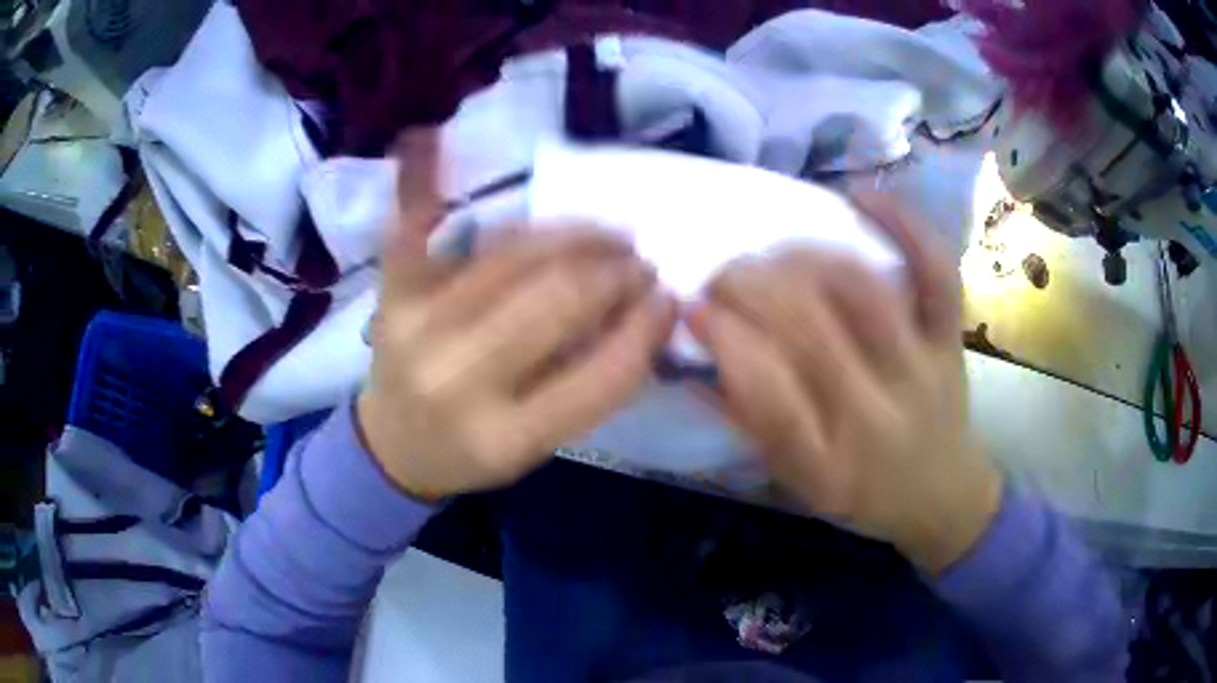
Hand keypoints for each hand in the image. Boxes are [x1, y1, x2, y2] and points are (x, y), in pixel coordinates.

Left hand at [358, 133, 676, 498]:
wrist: (393, 446)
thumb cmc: (473, 451)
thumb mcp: (536, 447)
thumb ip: (587, 386)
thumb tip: (639, 312)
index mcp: (503, 436)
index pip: (598, 374)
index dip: (644, 329)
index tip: (669, 297)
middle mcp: (456, 377)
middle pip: (557, 299)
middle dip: (614, 271)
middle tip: (638, 258)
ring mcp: (415, 325)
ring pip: (511, 254)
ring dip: (571, 233)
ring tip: (604, 234)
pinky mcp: (390, 295)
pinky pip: (409, 226)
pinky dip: (419, 180)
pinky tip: (425, 136)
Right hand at [691, 187, 1002, 573]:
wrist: (944, 495)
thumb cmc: (864, 495)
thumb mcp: (799, 483)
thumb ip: (750, 424)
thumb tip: (694, 360)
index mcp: (831, 463)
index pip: (768, 393)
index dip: (723, 340)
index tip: (691, 309)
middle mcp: (878, 413)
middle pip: (811, 329)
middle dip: (751, 287)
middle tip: (722, 276)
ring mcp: (922, 367)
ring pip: (863, 292)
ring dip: (804, 259)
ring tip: (772, 255)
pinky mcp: (950, 338)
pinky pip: (936, 273)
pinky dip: (904, 225)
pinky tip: (861, 193)